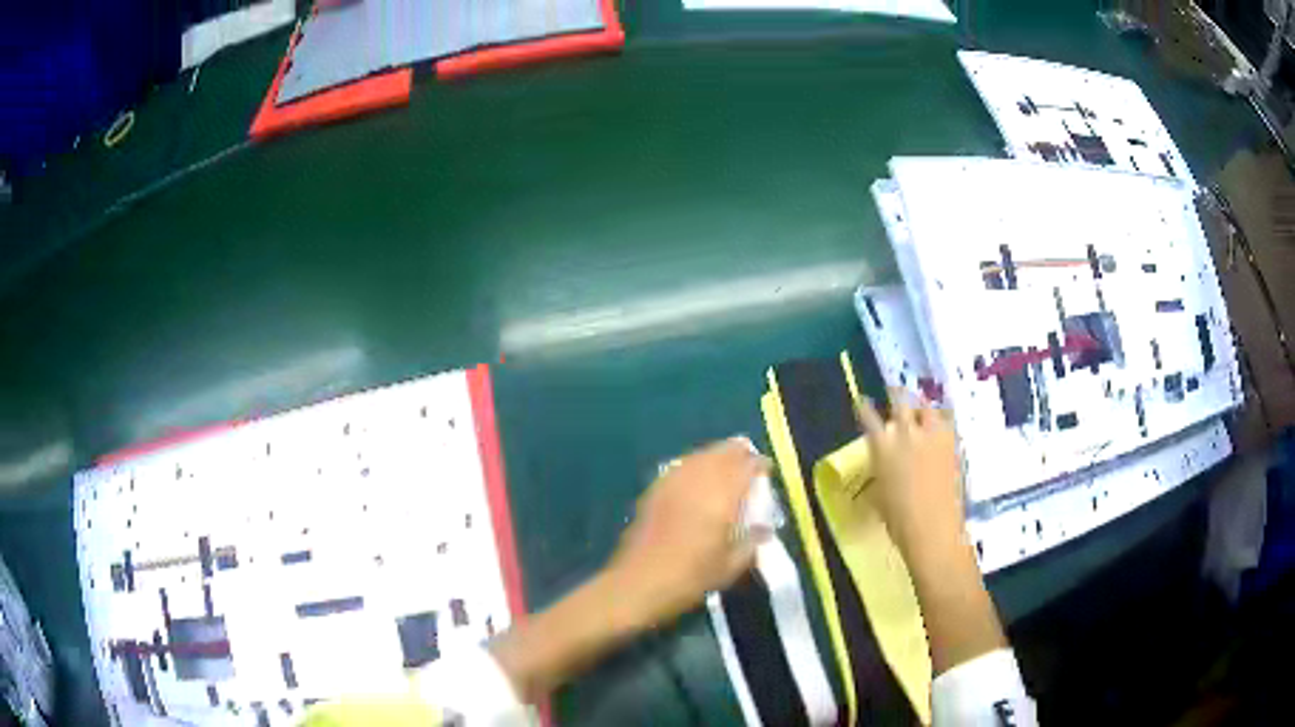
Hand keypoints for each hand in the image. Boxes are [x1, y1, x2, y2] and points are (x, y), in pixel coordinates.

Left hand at [605, 438, 770, 628]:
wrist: (639, 583)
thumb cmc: (690, 578)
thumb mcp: (730, 567)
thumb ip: (750, 544)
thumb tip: (764, 530)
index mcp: (721, 498)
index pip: (745, 467)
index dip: (759, 464)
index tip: (767, 469)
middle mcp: (697, 482)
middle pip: (721, 453)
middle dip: (738, 453)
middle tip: (748, 461)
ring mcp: (673, 483)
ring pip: (699, 456)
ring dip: (716, 455)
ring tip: (725, 464)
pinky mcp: (654, 490)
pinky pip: (681, 467)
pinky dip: (694, 465)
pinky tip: (697, 476)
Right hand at [855, 387, 964, 560]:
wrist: (932, 527)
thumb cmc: (898, 519)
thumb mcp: (879, 495)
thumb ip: (880, 472)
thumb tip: (882, 467)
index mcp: (882, 448)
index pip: (869, 417)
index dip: (864, 407)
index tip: (863, 401)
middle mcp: (906, 434)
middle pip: (901, 401)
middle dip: (896, 394)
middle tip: (895, 393)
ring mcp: (931, 437)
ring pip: (927, 408)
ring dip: (922, 408)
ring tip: (921, 412)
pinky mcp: (951, 444)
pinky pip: (946, 424)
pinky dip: (940, 424)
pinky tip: (938, 431)